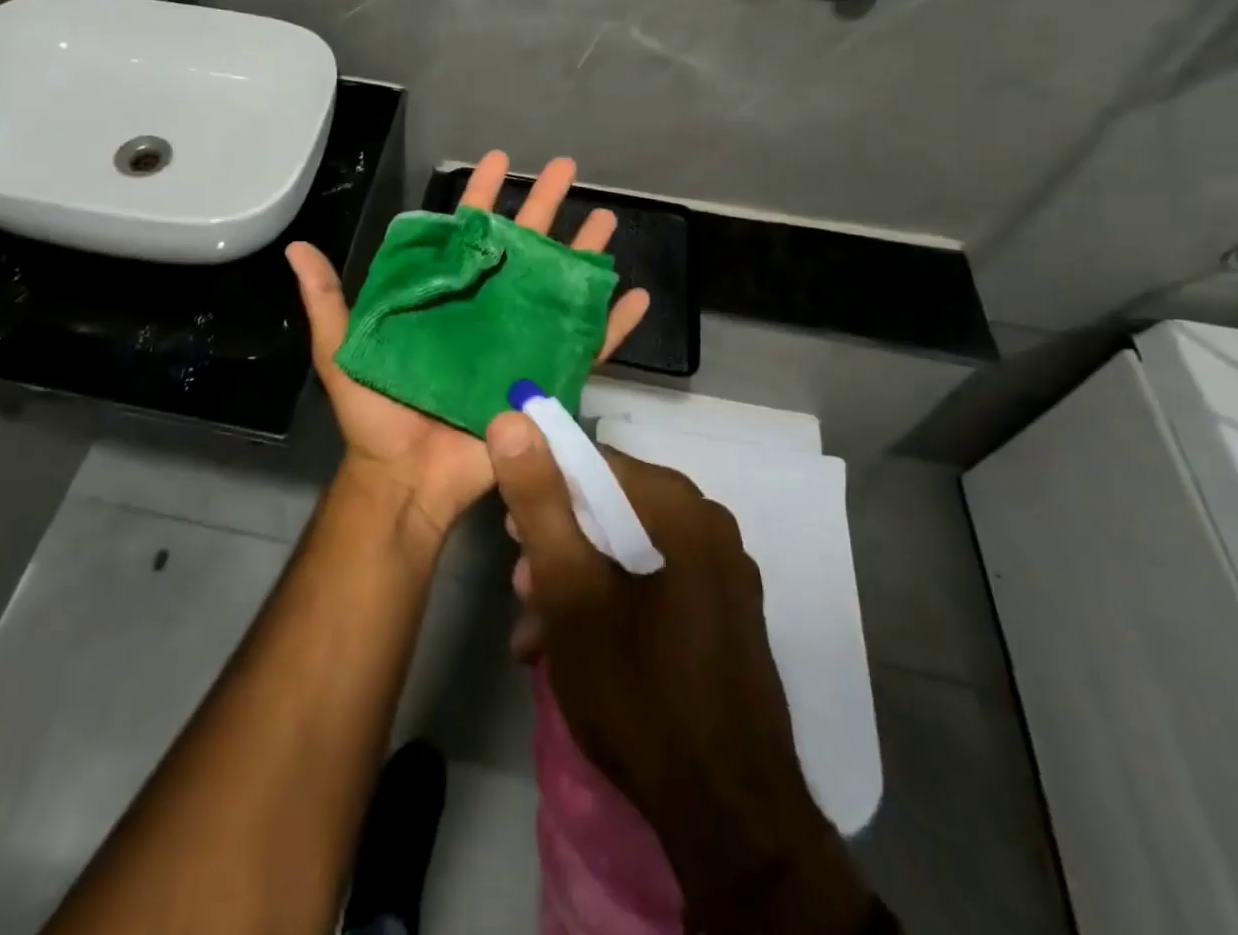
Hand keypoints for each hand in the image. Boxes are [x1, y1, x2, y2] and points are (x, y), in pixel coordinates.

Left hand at [286, 151, 650, 544]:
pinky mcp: (544, 380)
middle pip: (521, 249)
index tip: (499, 160)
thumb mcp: (342, 351)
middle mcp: (485, 311)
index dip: (482, 196)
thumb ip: (327, 300)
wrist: (405, 478)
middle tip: (567, 168)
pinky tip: (636, 295)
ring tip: (607, 219)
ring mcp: (519, 343)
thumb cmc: (375, 414)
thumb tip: (296, 247)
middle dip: (544, 206)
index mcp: (444, 298)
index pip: (466, 235)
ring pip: (559, 288)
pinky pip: (587, 349)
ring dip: (583, 253)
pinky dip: (613, 324)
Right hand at [487, 415, 874, 928]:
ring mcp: (722, 572)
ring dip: (574, 579)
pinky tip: (571, 649)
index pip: (591, 460)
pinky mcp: (724, 614)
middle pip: (608, 506)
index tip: (509, 531)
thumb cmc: (635, 687)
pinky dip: (609, 602)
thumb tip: (510, 420)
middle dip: (555, 543)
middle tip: (521, 587)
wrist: (728, 816)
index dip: (541, 487)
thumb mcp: (568, 587)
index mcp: (677, 505)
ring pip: (626, 548)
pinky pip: (652, 582)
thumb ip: (538, 498)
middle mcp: (707, 524)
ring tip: (536, 630)